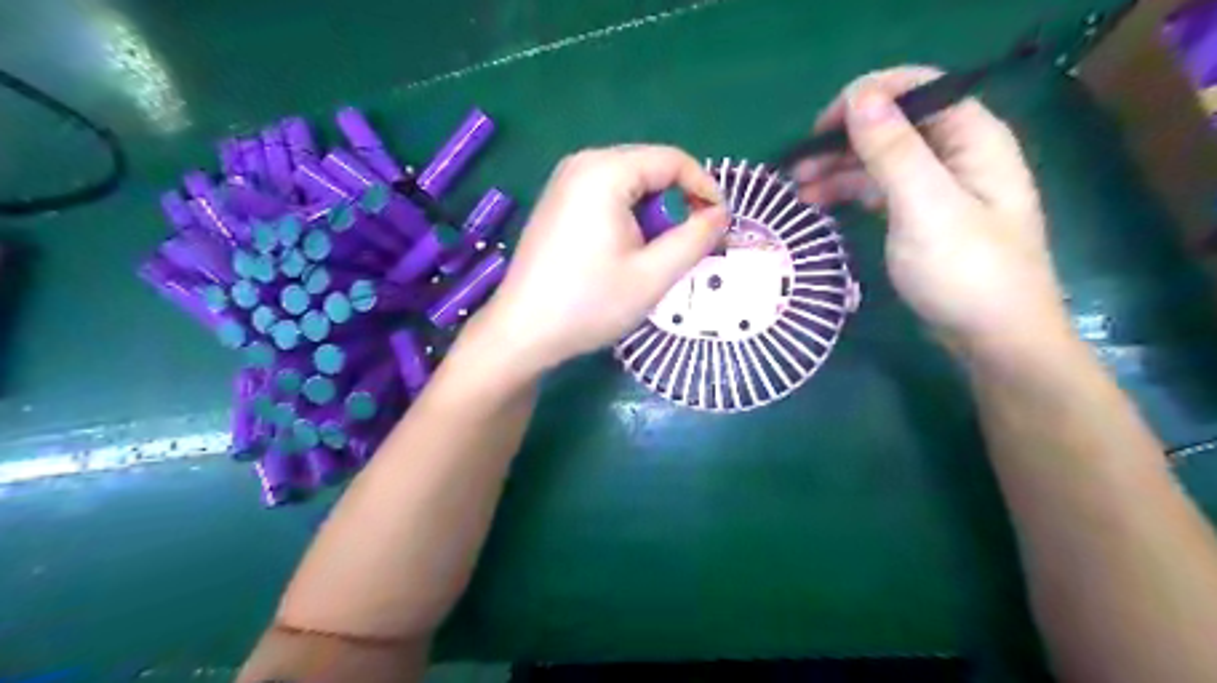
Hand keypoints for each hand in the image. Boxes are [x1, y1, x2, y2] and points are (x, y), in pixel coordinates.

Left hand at [470, 143, 725, 373]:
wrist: (523, 332)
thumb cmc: (589, 304)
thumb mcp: (654, 275)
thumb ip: (696, 239)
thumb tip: (719, 215)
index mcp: (605, 171)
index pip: (673, 160)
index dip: (705, 188)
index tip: (719, 226)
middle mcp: (582, 163)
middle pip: (651, 169)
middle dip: (677, 204)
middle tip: (686, 247)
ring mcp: (565, 181)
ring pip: (630, 184)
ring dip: (652, 215)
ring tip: (653, 257)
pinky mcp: (557, 202)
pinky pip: (607, 196)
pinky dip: (628, 218)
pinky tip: (624, 254)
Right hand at [807, 66, 1067, 355]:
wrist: (992, 338)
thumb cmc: (965, 270)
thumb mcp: (926, 207)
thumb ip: (893, 150)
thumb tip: (859, 97)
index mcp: (971, 137)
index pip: (916, 89)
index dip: (866, 98)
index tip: (820, 129)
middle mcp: (955, 153)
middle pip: (892, 125)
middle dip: (842, 139)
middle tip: (796, 167)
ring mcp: (937, 186)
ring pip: (880, 160)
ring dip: (838, 168)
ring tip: (797, 189)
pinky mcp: (920, 216)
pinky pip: (879, 190)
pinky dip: (849, 192)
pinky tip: (819, 202)